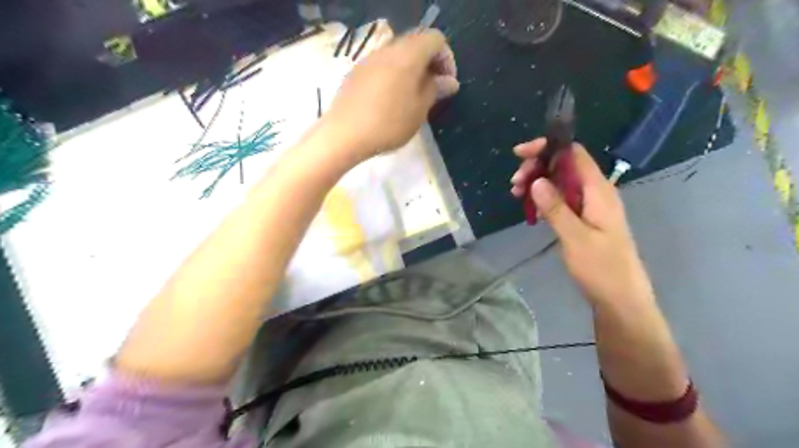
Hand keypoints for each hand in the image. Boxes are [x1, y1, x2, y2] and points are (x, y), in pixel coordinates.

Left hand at [323, 29, 458, 159]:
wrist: (344, 135)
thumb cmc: (388, 124)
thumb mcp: (419, 110)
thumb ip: (435, 90)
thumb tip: (449, 81)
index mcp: (408, 54)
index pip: (435, 39)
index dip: (447, 58)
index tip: (447, 84)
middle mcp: (387, 49)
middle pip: (416, 43)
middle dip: (429, 63)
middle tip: (432, 90)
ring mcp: (368, 59)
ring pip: (397, 55)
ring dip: (410, 70)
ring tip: (412, 97)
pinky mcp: (355, 72)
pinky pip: (381, 65)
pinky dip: (393, 75)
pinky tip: (390, 100)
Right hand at [511, 139, 655, 306]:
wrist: (620, 299)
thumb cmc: (602, 269)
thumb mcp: (576, 238)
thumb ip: (556, 208)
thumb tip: (537, 181)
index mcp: (599, 191)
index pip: (574, 154)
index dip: (548, 148)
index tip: (521, 154)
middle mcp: (595, 193)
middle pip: (564, 166)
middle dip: (537, 168)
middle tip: (514, 183)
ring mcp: (589, 206)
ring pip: (560, 183)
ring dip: (537, 183)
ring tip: (516, 194)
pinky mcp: (582, 219)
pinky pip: (561, 199)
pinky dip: (543, 198)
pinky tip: (530, 208)